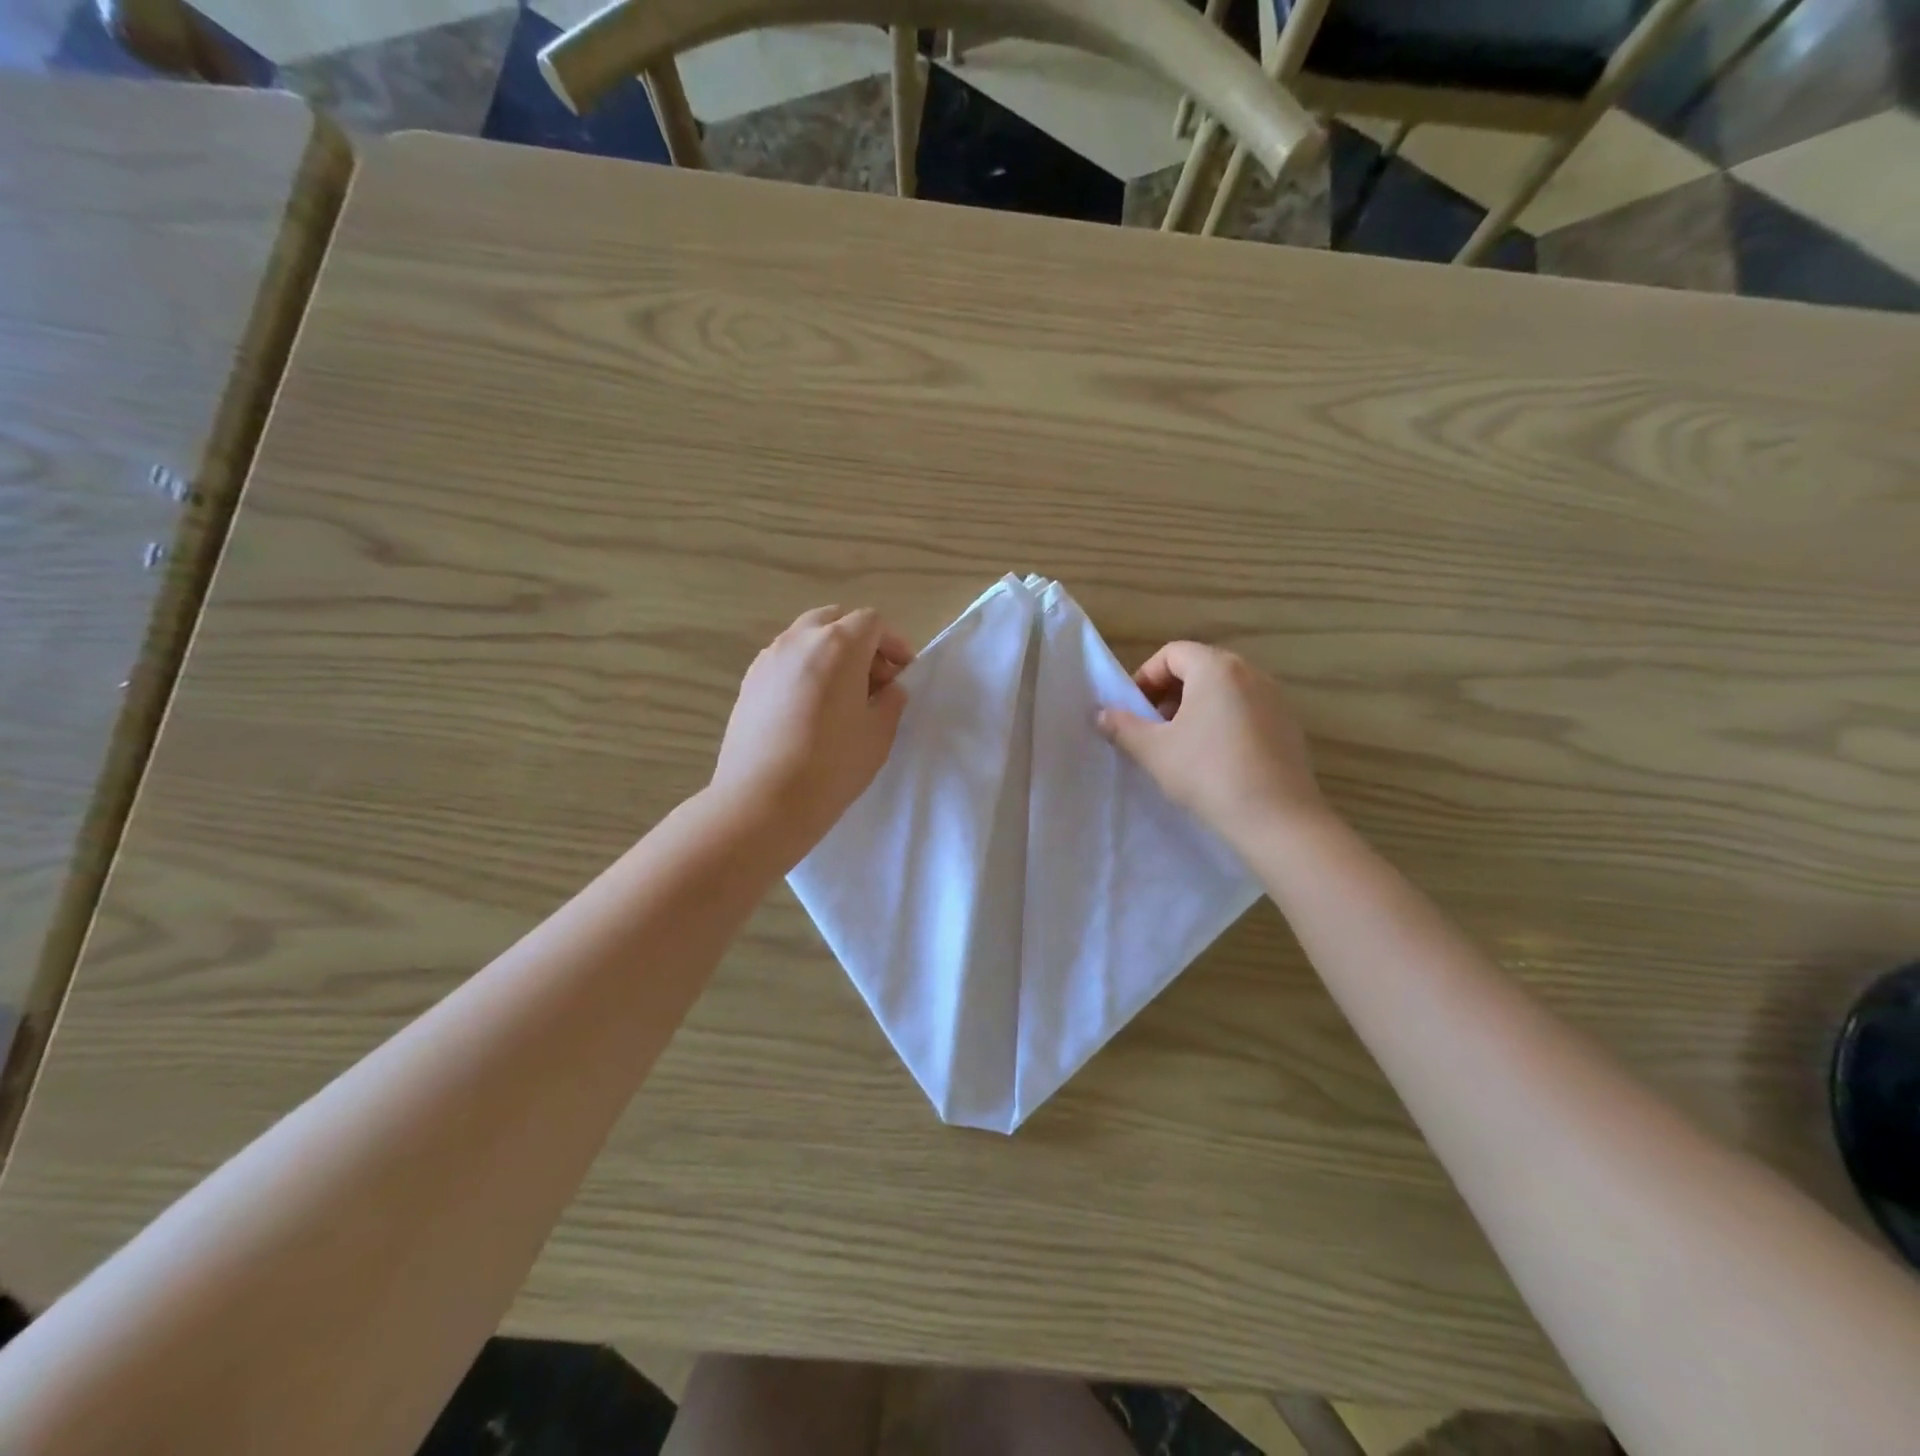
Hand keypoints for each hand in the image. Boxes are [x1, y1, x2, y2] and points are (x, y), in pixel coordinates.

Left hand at [711, 605, 913, 864]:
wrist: (762, 801)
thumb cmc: (832, 766)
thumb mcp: (879, 734)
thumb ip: (891, 701)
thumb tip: (888, 689)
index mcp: (838, 645)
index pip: (872, 622)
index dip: (894, 643)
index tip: (903, 673)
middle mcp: (799, 640)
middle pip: (835, 619)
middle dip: (860, 641)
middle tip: (874, 679)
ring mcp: (768, 658)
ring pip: (806, 637)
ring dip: (830, 653)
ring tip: (842, 695)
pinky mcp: (749, 682)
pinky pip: (785, 660)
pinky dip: (805, 669)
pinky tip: (810, 708)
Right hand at [1097, 642, 1326, 847]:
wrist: (1276, 818)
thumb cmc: (1207, 773)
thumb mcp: (1154, 750)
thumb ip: (1123, 727)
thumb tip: (1102, 714)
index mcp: (1216, 668)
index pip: (1172, 653)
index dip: (1145, 677)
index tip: (1133, 710)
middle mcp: (1250, 673)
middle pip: (1199, 668)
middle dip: (1169, 693)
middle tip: (1153, 727)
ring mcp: (1275, 699)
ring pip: (1224, 690)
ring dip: (1195, 708)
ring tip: (1182, 745)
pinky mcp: (1288, 726)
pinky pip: (1246, 711)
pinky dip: (1223, 722)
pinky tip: (1215, 760)